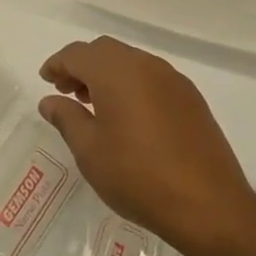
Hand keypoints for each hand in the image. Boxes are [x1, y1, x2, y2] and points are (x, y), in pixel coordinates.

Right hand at [38, 37, 255, 255]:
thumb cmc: (138, 176)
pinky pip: (151, 77)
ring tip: (96, 105)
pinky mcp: (190, 97)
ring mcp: (172, 78)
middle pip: (104, 51)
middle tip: (68, 92)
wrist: (209, 204)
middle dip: (82, 66)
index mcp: (115, 72)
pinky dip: (132, 84)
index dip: (57, 64)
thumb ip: (67, 118)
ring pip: (130, 61)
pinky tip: (129, 116)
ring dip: (107, 74)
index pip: (77, 53)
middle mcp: (144, 64)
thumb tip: (50, 100)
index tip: (46, 80)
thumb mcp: (90, 152)